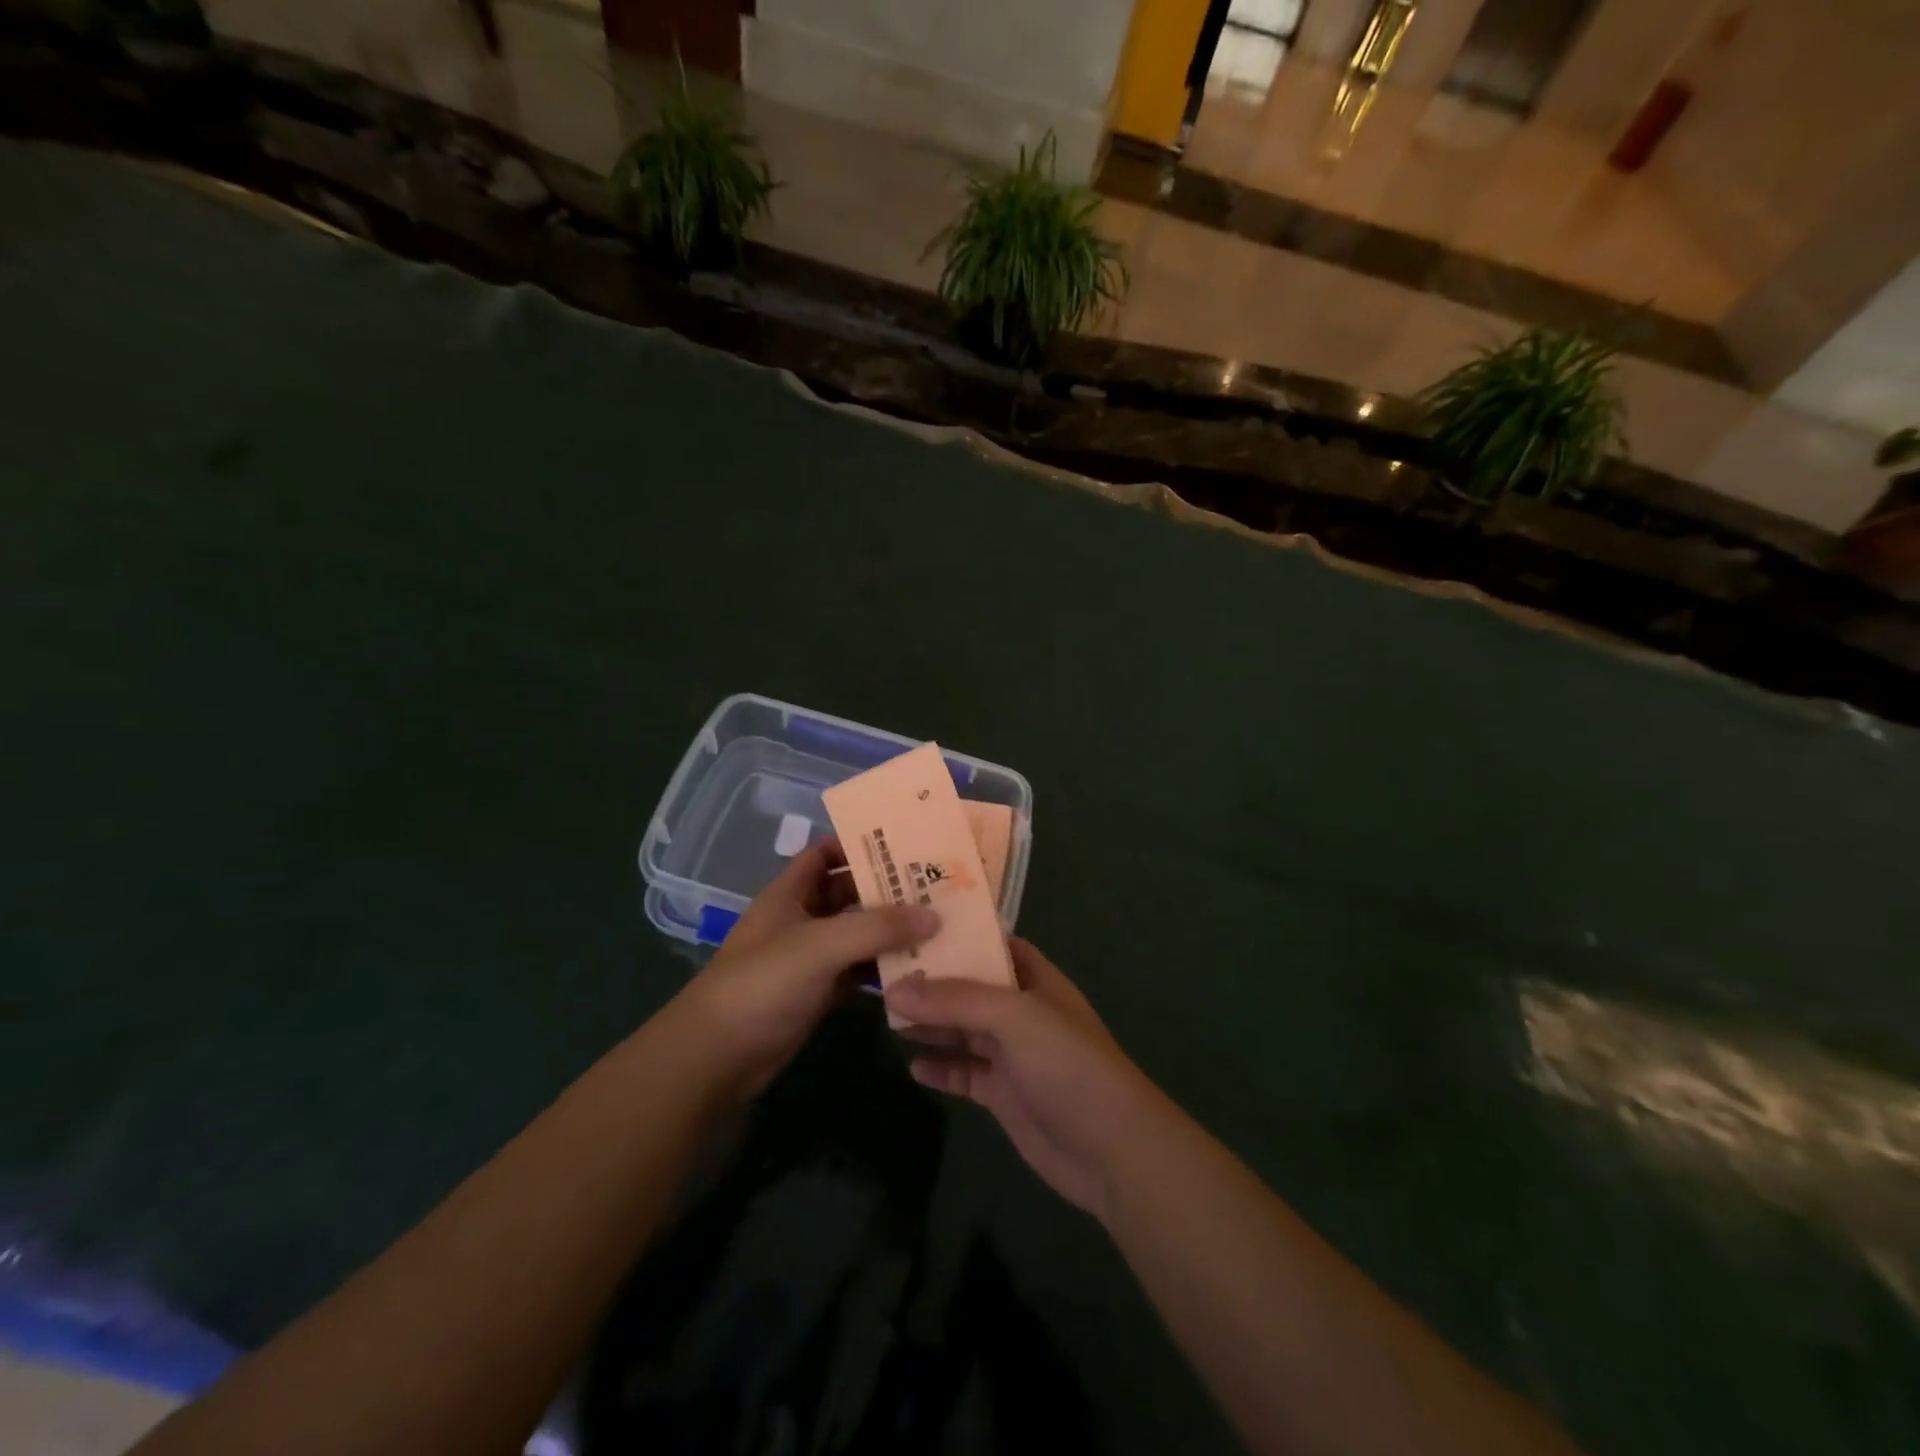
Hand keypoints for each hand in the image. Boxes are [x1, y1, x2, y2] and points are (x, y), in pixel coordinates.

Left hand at [677, 838, 937, 1100]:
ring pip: (856, 934)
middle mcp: (800, 919)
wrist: (717, 1058)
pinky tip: (918, 968)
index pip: (824, 853)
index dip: (857, 844)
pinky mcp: (818, 994)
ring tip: (939, 924)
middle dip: (886, 889)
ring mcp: (809, 959)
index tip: (904, 844)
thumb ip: (876, 928)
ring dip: (890, 931)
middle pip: (848, 893)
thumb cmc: (762, 984)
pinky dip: (883, 969)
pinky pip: (858, 972)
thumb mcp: (820, 946)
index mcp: (790, 893)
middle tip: (935, 885)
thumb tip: (934, 915)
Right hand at [885, 939, 1158, 1220]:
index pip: (993, 945)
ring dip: (930, 1023)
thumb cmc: (1067, 1064)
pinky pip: (964, 1073)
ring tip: (886, 1014)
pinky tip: (912, 1065)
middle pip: (970, 988)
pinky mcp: (1004, 1095)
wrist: (1110, 1149)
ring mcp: (1013, 1055)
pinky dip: (941, 1067)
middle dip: (933, 981)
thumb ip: (955, 1001)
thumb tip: (895, 989)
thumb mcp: (1013, 1018)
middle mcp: (1022, 1011)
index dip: (959, 935)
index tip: (913, 924)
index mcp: (1034, 980)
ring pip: (963, 1030)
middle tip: (883, 972)